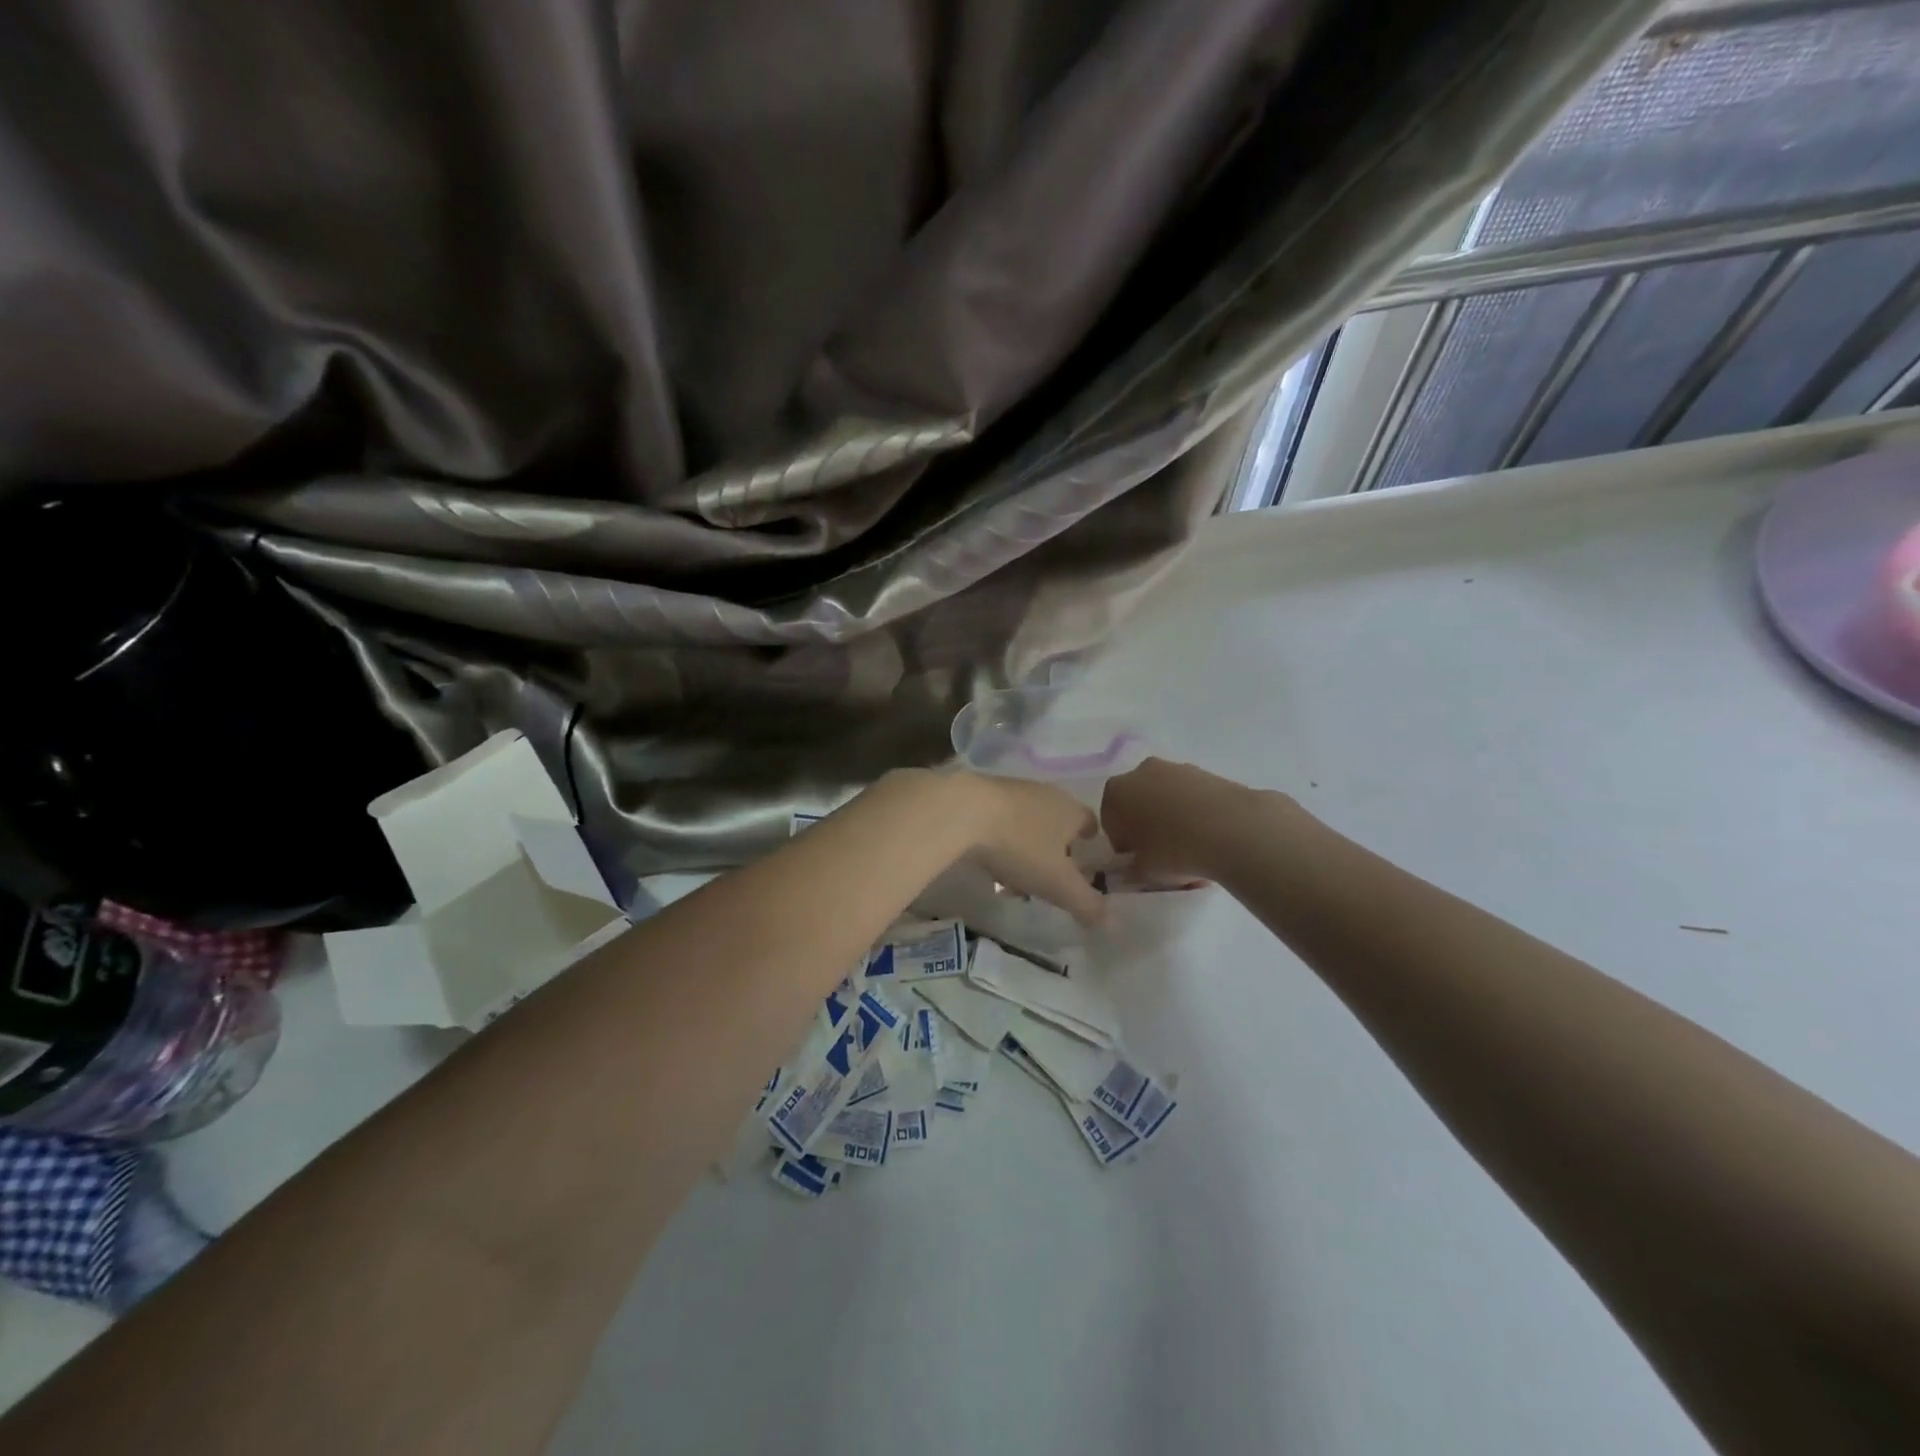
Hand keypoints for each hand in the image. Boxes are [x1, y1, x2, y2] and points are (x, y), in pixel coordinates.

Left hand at [948, 773, 1105, 926]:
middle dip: (1055, 849)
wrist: (962, 811)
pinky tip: (989, 863)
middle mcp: (1045, 794)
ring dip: (1026, 847)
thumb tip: (1112, 923)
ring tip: (1017, 879)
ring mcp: (1012, 791)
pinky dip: (1001, 840)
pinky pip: (999, 821)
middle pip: (1057, 822)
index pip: (1090, 821)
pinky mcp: (980, 794)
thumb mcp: (1058, 883)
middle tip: (1051, 877)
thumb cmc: (1020, 845)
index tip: (1087, 859)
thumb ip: (1086, 904)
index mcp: (1070, 809)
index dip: (1091, 841)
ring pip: (1027, 822)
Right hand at [1101, 758, 1255, 882]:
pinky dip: (1196, 813)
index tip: (1138, 860)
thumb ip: (1133, 869)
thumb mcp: (1144, 872)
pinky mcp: (1207, 772)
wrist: (1232, 829)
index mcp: (1116, 792)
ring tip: (1192, 848)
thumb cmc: (1174, 850)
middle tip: (1161, 853)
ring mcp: (1176, 768)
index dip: (1123, 844)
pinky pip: (1192, 798)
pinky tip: (1210, 838)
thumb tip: (1137, 867)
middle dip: (1146, 826)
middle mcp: (1141, 772)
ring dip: (1172, 818)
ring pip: (1167, 798)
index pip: (1110, 821)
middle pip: (1138, 803)